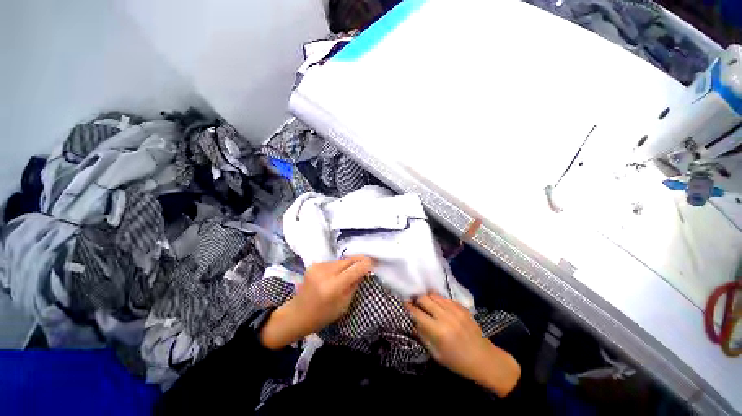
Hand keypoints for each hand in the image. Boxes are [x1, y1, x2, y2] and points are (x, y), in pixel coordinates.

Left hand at [261, 255, 373, 349]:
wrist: (298, 313)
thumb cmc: (323, 315)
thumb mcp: (344, 304)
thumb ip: (354, 284)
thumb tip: (364, 270)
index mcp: (333, 286)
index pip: (355, 269)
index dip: (366, 264)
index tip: (374, 263)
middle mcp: (325, 273)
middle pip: (348, 260)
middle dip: (359, 260)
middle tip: (368, 262)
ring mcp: (318, 267)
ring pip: (342, 260)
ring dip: (349, 263)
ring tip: (352, 270)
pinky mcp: (314, 264)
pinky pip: (333, 262)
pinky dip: (339, 266)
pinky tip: (339, 273)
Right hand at [405, 293, 520, 396]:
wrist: (484, 359)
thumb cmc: (457, 361)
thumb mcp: (436, 354)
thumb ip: (422, 335)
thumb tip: (413, 321)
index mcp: (438, 331)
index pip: (417, 313)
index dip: (409, 307)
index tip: (405, 304)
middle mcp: (445, 317)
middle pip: (425, 299)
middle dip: (417, 300)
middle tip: (415, 303)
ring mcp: (455, 310)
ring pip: (434, 295)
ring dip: (428, 298)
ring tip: (426, 303)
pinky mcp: (462, 307)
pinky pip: (445, 298)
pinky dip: (439, 300)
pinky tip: (440, 306)